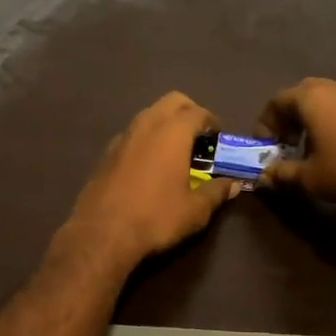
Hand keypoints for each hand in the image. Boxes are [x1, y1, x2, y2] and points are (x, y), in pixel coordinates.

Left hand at [61, 92, 239, 272]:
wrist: (101, 233)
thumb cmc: (156, 217)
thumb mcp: (195, 210)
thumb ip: (217, 192)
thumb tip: (233, 184)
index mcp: (172, 132)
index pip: (198, 112)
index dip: (212, 122)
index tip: (218, 139)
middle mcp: (147, 124)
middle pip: (172, 101)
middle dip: (189, 112)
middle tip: (199, 137)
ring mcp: (123, 136)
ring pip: (149, 114)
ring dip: (166, 124)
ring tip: (176, 151)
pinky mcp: (107, 152)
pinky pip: (133, 133)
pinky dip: (146, 139)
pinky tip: (150, 165)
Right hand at [258, 78, 335, 204]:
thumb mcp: (310, 178)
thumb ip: (282, 174)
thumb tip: (265, 176)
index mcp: (309, 98)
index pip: (275, 102)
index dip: (265, 124)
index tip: (265, 147)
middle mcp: (331, 87)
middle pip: (300, 96)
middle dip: (288, 118)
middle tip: (287, 144)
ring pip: (324, 100)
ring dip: (312, 119)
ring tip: (312, 147)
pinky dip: (332, 121)